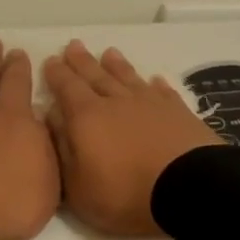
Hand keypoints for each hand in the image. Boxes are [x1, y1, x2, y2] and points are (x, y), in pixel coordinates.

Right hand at [43, 41, 220, 236]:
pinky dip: (156, 85)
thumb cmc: (125, 194)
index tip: (51, 61)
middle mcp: (116, 102)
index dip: (57, 74)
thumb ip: (62, 149)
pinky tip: (154, 80)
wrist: (188, 189)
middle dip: (82, 61)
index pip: (67, 88)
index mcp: (86, 117)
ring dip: (117, 65)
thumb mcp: (78, 186)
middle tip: (73, 45)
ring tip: (109, 52)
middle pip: (95, 75)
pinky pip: (163, 92)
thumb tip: (52, 118)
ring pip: (128, 78)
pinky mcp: (178, 112)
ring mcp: (150, 104)